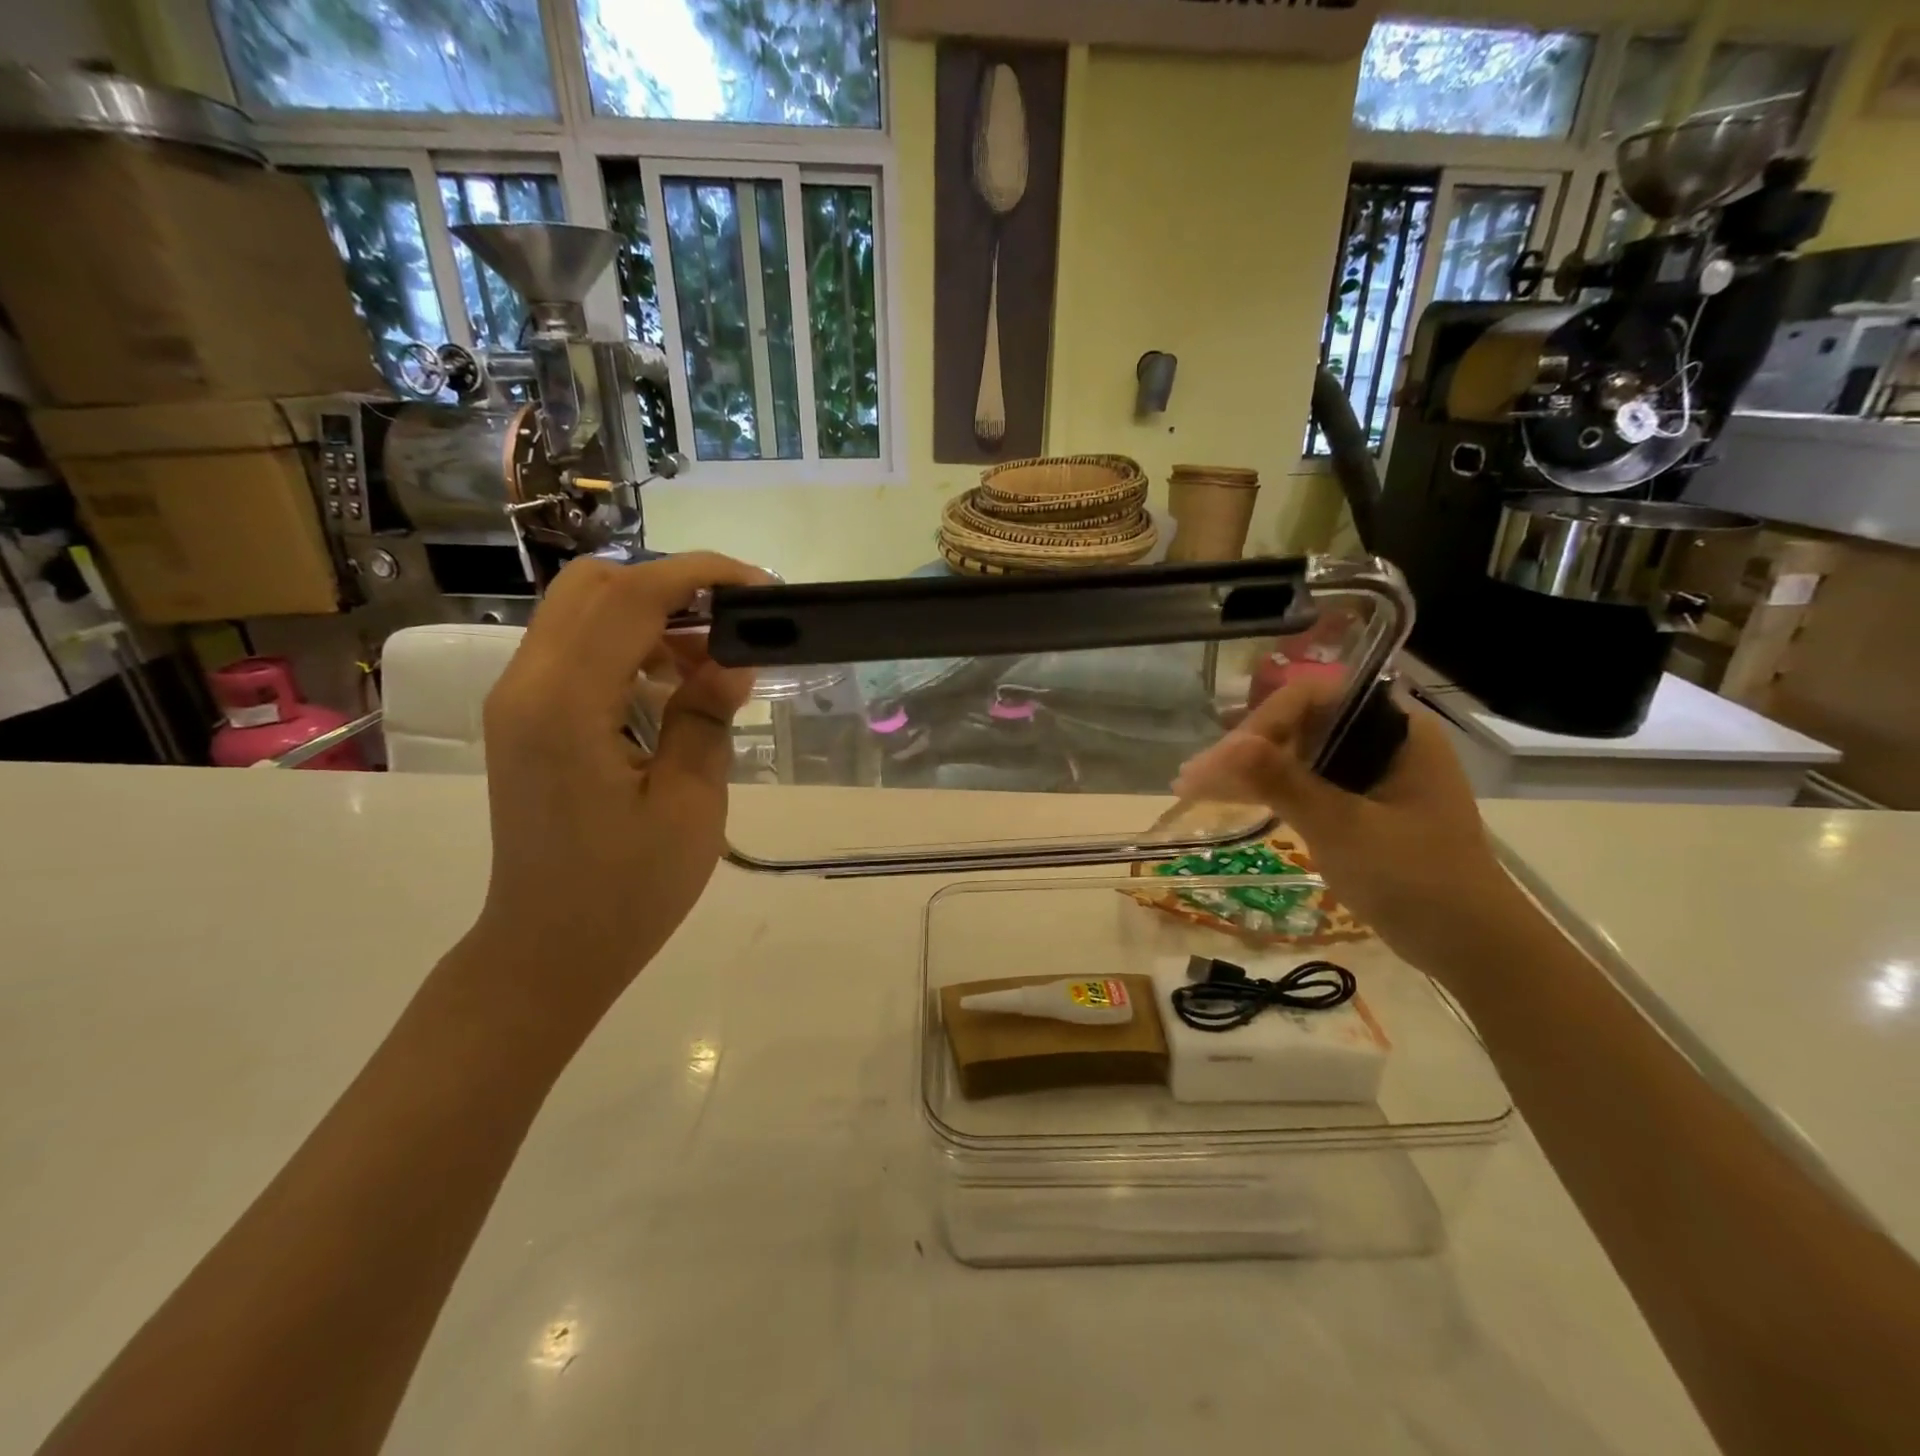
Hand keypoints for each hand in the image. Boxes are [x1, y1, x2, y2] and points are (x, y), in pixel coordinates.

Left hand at [473, 553, 765, 1008]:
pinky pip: (576, 650)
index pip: (630, 597)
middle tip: (733, 622)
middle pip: (593, 585)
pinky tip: (673, 686)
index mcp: (565, 705)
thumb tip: (731, 658)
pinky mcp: (526, 719)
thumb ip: (707, 717)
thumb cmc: (627, 891)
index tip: (760, 587)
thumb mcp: (691, 804)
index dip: (699, 575)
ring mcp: (518, 700)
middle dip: (670, 585)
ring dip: (650, 614)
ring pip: (581, 612)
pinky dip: (628, 644)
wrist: (548, 951)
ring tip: (711, 660)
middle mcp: (526, 685)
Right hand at [1172, 679, 1524, 975]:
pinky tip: (1230, 799)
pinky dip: (1270, 791)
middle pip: (1301, 725)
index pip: (1316, 700)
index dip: (1264, 723)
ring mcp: (1372, 776)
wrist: (1472, 948)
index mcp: (1397, 732)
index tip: (1223, 759)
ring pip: (1298, 756)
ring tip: (1194, 787)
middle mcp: (1383, 743)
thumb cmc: (1417, 880)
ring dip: (1249, 769)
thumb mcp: (1343, 828)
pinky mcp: (1361, 806)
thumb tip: (1226, 746)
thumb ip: (1284, 782)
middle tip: (1193, 778)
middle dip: (1246, 748)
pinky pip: (1306, 784)